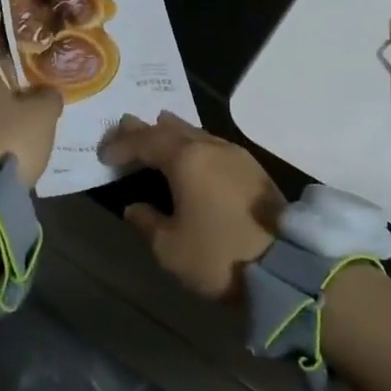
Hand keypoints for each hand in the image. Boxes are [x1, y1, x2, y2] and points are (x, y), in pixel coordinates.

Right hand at [98, 113, 284, 301]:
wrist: (288, 265)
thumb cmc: (220, 255)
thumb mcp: (171, 248)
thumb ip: (148, 222)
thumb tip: (135, 207)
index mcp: (186, 159)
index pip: (145, 142)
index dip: (121, 146)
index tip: (103, 154)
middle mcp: (210, 147)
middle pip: (170, 129)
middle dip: (145, 129)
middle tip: (124, 125)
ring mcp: (235, 154)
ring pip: (195, 133)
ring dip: (172, 133)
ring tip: (156, 129)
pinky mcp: (253, 168)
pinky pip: (212, 144)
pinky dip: (193, 144)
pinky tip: (192, 152)